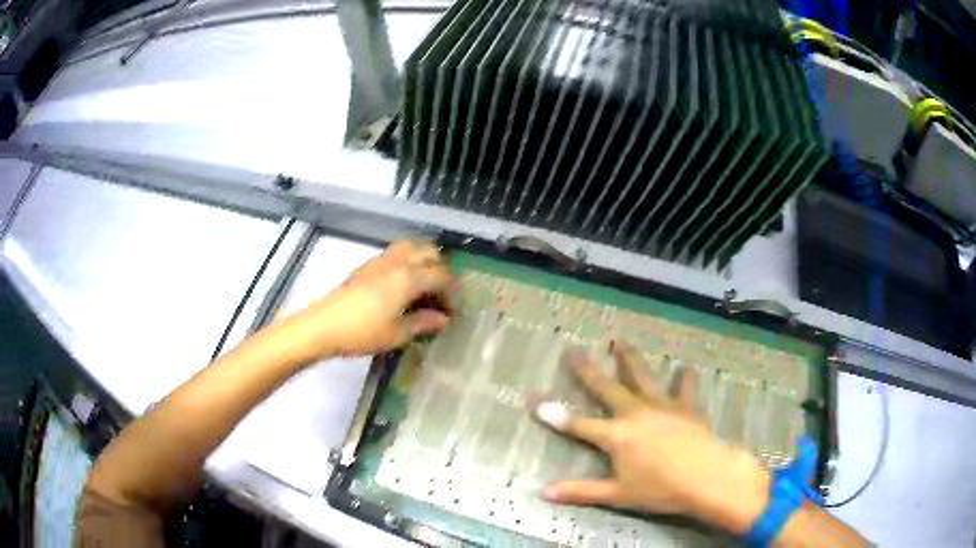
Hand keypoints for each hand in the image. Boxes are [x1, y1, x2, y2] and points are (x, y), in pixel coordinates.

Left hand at [280, 240, 451, 360]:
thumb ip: (424, 323)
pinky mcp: (367, 265)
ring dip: (424, 261)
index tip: (452, 312)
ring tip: (424, 285)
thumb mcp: (398, 333)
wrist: (323, 325)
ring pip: (412, 247)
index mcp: (409, 278)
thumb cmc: (363, 332)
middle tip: (441, 294)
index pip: (441, 276)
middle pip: (429, 252)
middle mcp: (397, 262)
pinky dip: (408, 261)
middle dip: (441, 270)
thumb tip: (443, 319)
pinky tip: (403, 284)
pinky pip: (396, 253)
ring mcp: (380, 260)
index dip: (452, 293)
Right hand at [533, 340, 770, 533]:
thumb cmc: (660, 489)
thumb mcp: (617, 495)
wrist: (706, 477)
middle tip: (574, 349)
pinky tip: (686, 368)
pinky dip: (685, 379)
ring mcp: (662, 407)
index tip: (534, 398)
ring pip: (643, 378)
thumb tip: (543, 492)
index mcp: (616, 435)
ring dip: (631, 360)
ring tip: (622, 342)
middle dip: (588, 370)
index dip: (554, 414)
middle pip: (607, 388)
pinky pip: (685, 389)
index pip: (577, 425)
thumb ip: (581, 492)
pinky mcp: (686, 408)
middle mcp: (636, 413)